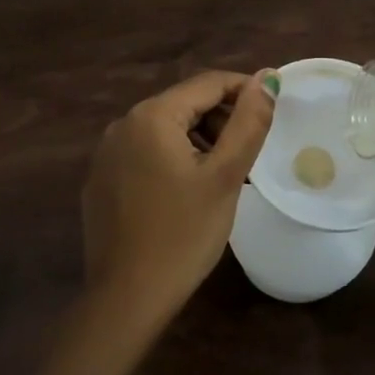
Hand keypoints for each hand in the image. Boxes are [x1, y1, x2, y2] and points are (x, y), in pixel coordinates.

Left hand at [81, 69, 277, 331]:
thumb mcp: (225, 177)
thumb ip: (248, 123)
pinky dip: (172, 160)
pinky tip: (188, 193)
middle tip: (250, 153)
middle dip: (221, 119)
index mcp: (152, 116)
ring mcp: (106, 154)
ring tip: (224, 175)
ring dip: (199, 141)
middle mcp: (122, 125)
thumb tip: (267, 78)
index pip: (207, 83)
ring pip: (164, 130)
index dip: (245, 90)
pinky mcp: (100, 181)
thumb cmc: (183, 234)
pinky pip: (144, 155)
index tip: (273, 109)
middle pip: (183, 104)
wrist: (127, 296)